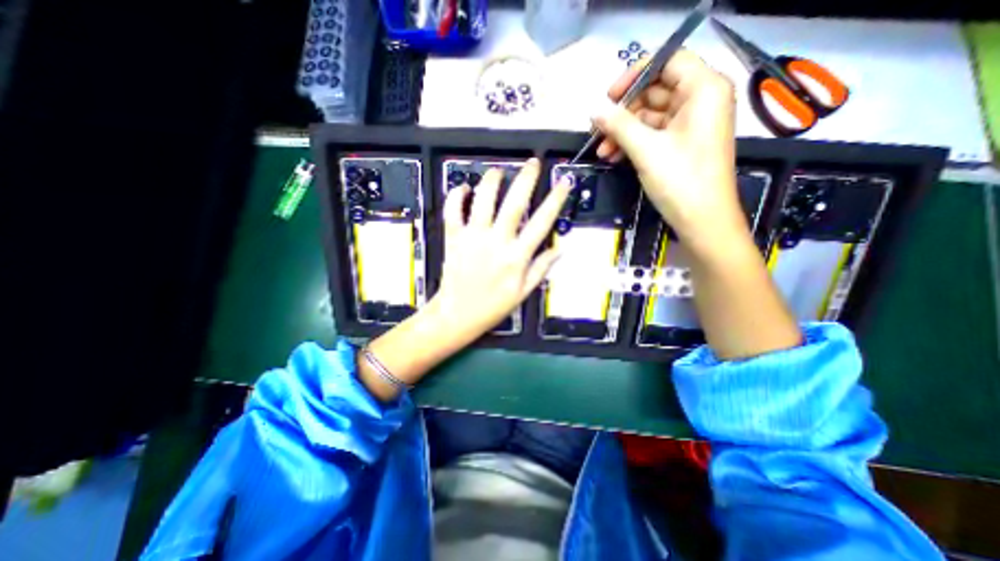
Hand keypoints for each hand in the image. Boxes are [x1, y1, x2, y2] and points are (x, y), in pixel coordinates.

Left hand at [433, 157, 566, 341]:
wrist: (458, 314)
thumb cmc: (492, 306)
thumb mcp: (523, 292)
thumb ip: (541, 268)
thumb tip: (560, 250)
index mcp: (517, 257)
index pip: (542, 222)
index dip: (555, 199)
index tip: (563, 182)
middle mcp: (497, 242)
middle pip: (514, 203)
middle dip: (526, 179)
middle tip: (533, 163)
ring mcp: (473, 237)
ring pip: (483, 201)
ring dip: (492, 181)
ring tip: (499, 171)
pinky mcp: (454, 238)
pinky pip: (453, 212)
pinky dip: (456, 196)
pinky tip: (464, 188)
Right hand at [588, 47, 745, 254]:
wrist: (702, 220)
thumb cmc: (681, 180)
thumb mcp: (646, 149)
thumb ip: (619, 125)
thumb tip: (595, 110)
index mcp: (703, 89)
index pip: (667, 61)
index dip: (635, 74)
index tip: (608, 96)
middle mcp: (700, 101)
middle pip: (654, 91)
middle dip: (623, 113)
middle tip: (598, 130)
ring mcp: (690, 124)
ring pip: (649, 117)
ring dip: (623, 132)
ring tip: (602, 150)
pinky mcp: (681, 144)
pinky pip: (652, 134)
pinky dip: (633, 143)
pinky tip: (614, 156)